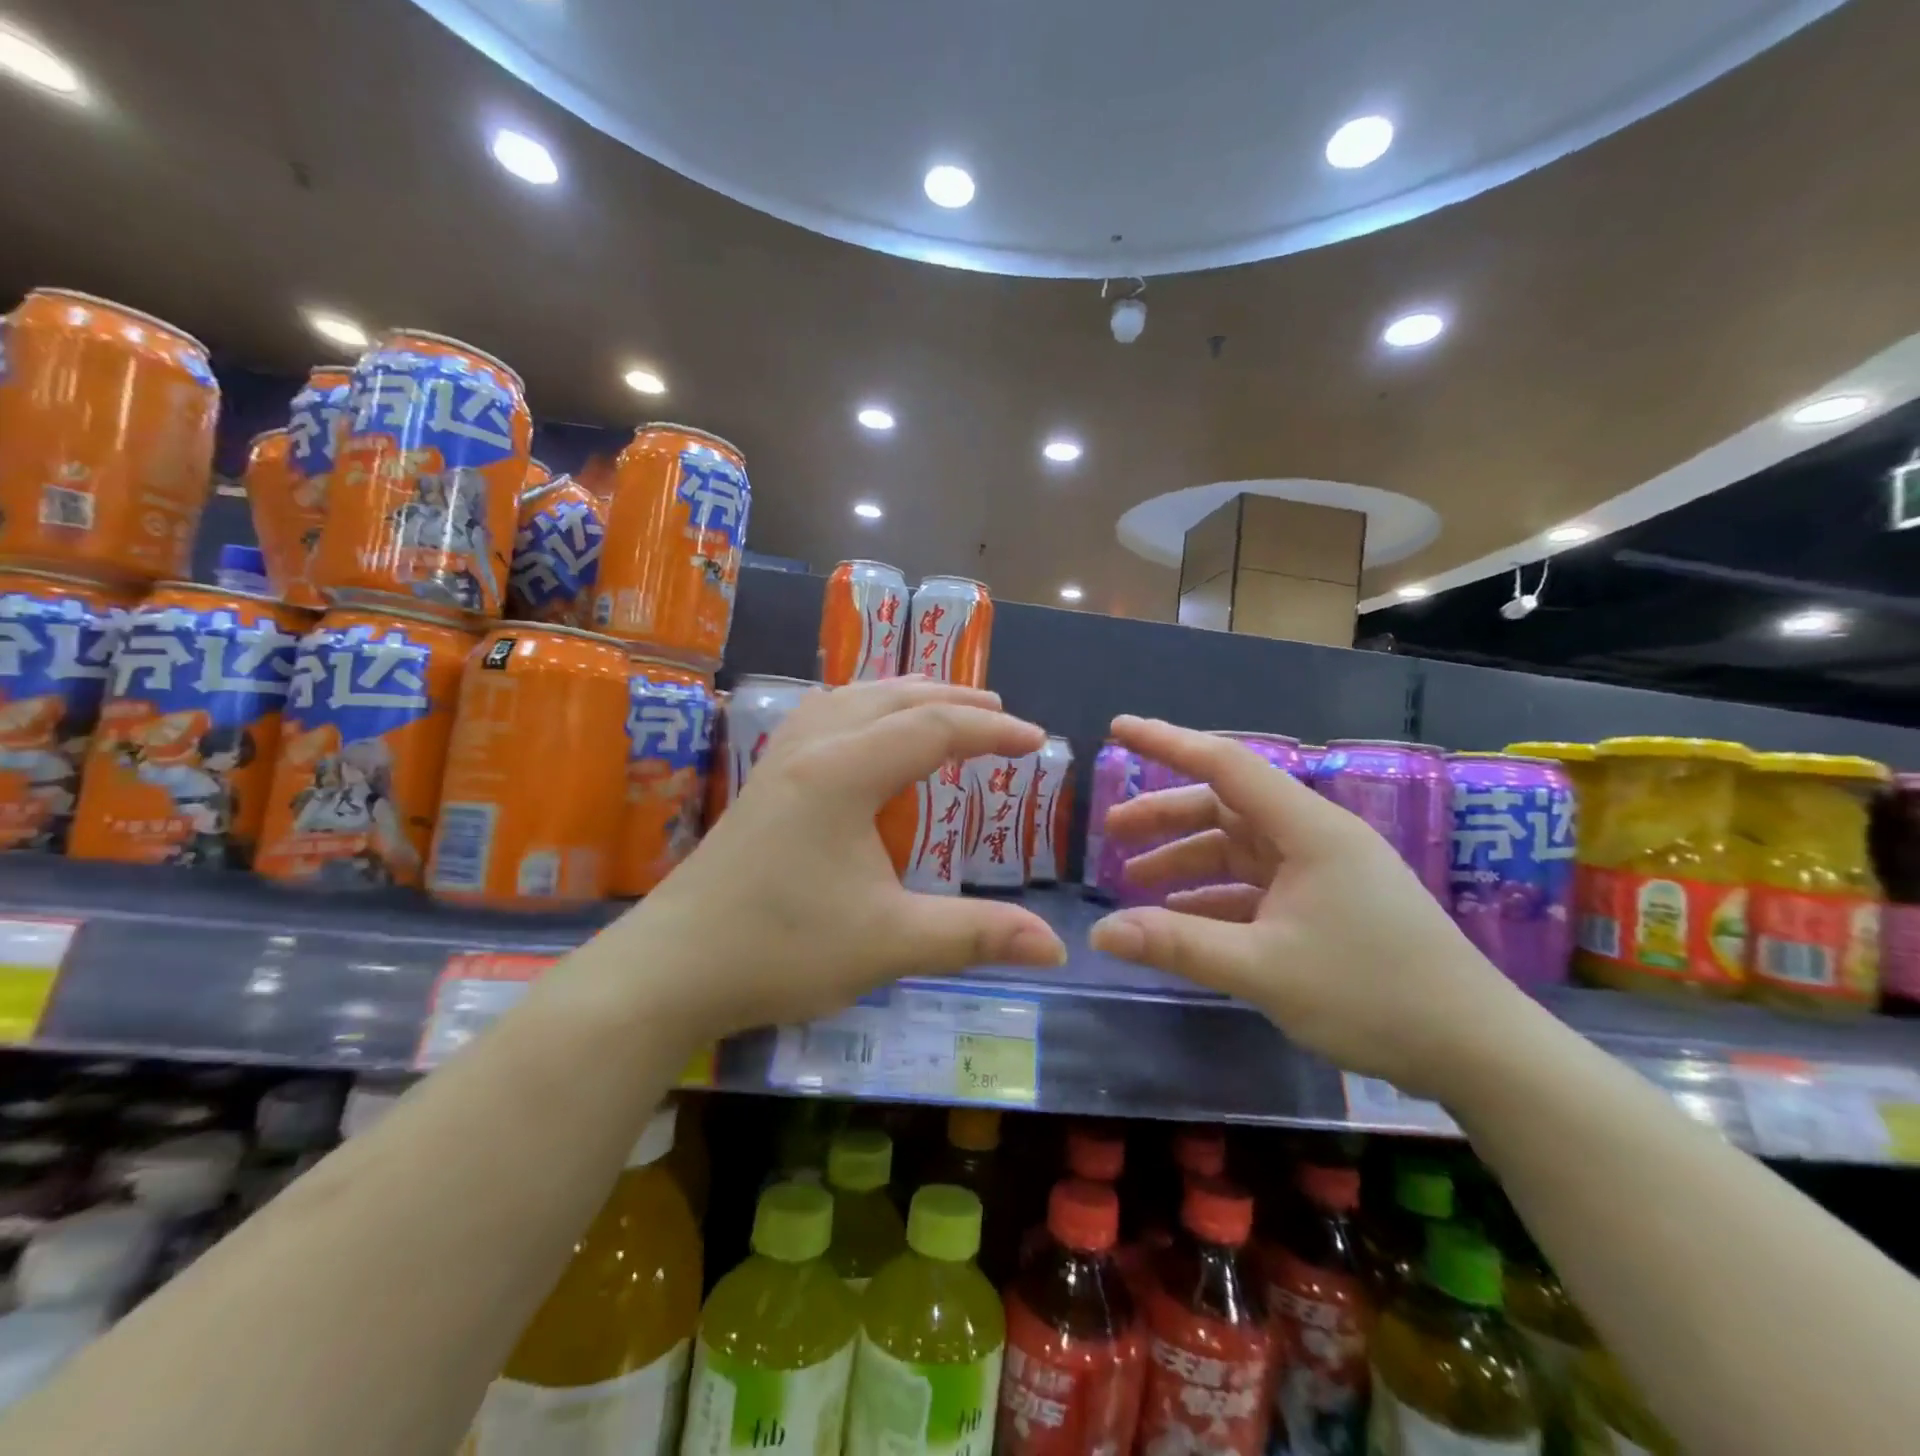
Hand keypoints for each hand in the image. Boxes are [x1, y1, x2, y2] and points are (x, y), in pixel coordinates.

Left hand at [612, 677, 1067, 1039]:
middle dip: (952, 700)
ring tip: (940, 708)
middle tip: (999, 715)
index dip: (992, 732)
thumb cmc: (781, 948)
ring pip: (851, 698)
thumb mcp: (890, 942)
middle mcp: (812, 748)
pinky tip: (863, 734)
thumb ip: (975, 935)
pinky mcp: (761, 782)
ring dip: (903, 696)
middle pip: (892, 697)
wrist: (669, 969)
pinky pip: (823, 717)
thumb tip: (1055, 948)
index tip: (1038, 742)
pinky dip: (862, 710)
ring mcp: (779, 761)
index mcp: (845, 771)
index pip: (934, 729)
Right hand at [1088, 716, 1527, 1097]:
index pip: (1225, 764)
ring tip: (1133, 883)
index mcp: (1308, 829)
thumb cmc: (1374, 995)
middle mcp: (1314, 838)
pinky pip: (1255, 887)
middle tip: (1112, 831)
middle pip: (1225, 808)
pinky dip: (1215, 897)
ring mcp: (1323, 872)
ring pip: (1237, 849)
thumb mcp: (1264, 970)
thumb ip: (1178, 945)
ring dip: (1186, 862)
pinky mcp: (1328, 905)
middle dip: (1165, 817)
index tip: (1118, 728)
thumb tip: (1100, 933)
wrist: (1479, 1052)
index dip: (1167, 743)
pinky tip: (1181, 922)